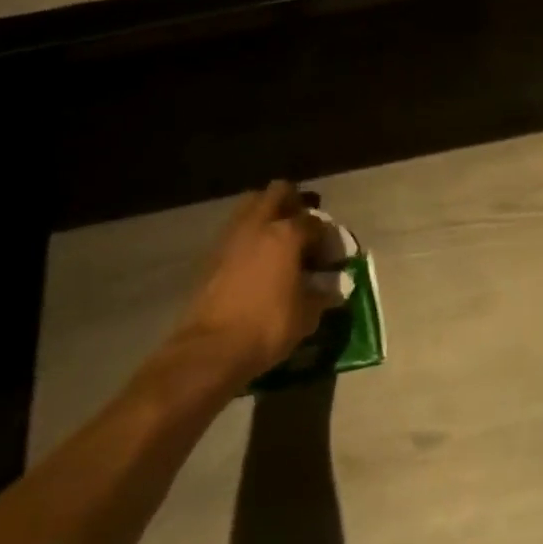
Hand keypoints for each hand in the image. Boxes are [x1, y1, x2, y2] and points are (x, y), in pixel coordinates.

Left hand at [159, 181, 341, 393]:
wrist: (209, 351)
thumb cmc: (267, 326)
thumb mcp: (307, 315)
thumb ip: (323, 294)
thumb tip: (333, 287)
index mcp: (287, 234)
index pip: (315, 222)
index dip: (327, 236)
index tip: (331, 255)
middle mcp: (259, 225)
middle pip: (279, 192)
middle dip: (294, 202)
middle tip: (303, 226)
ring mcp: (230, 237)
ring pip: (251, 206)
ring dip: (267, 214)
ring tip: (278, 240)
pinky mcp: (210, 256)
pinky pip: (235, 231)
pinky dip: (248, 236)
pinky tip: (256, 260)